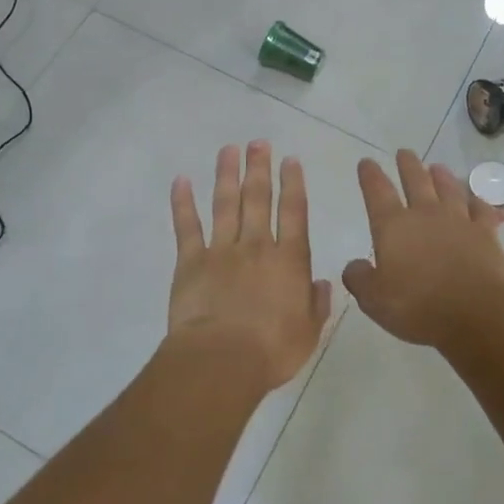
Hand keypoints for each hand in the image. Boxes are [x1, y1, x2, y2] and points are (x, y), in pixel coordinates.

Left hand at [168, 141, 331, 389]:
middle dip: (260, 168)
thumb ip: (316, 304)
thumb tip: (322, 283)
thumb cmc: (271, 350)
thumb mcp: (308, 332)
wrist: (222, 359)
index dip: (293, 184)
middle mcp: (256, 246)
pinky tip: (182, 180)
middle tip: (259, 143)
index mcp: (289, 261)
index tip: (290, 160)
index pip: (294, 213)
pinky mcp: (191, 261)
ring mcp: (221, 250)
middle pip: (258, 198)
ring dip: (227, 174)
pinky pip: (186, 226)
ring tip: (229, 149)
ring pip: (226, 203)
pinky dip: (183, 202)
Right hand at [342, 151, 503, 348]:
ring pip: (449, 189)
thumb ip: (359, 279)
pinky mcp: (486, 233)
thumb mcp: (374, 299)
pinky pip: (482, 210)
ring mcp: (459, 221)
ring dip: (442, 177)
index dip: (370, 176)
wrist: (476, 312)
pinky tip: (478, 199)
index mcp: (393, 226)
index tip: (366, 162)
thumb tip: (354, 266)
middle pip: (416, 181)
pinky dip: (479, 202)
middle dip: (407, 166)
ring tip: (437, 167)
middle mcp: (425, 214)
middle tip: (404, 152)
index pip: (377, 192)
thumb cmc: (417, 305)